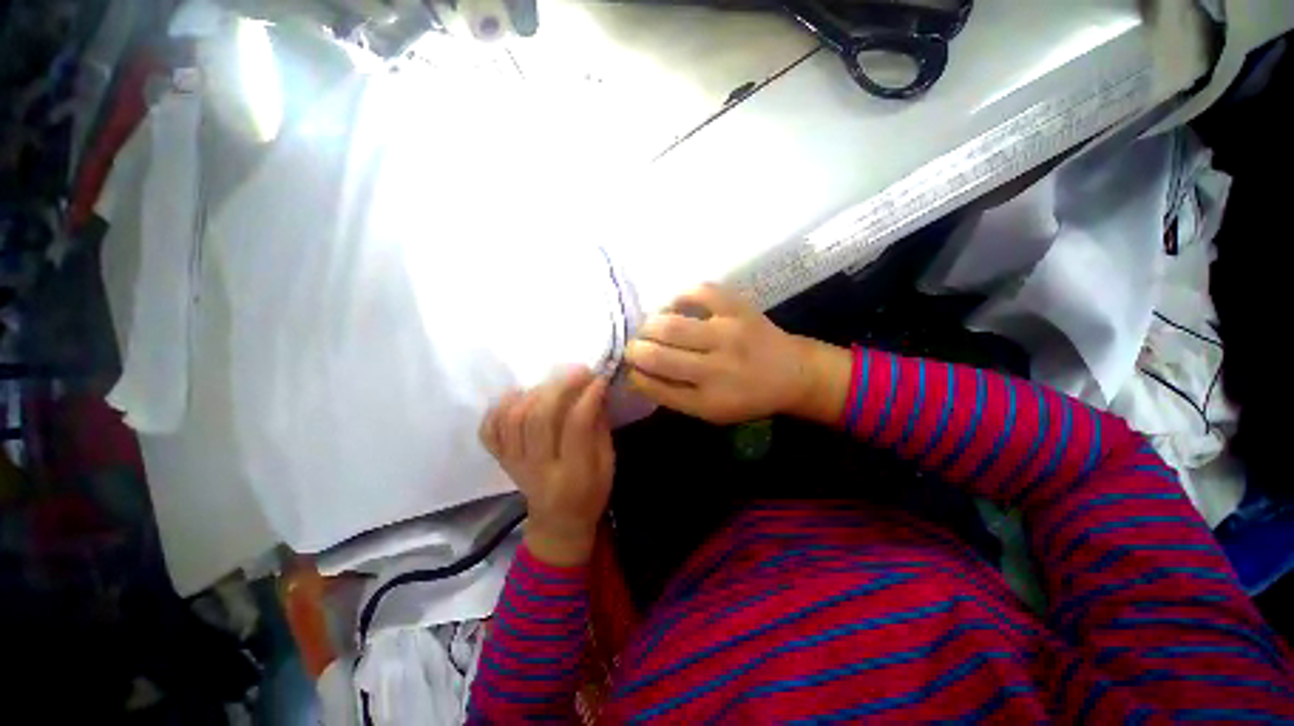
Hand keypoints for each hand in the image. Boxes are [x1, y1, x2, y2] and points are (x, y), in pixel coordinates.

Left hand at [480, 367, 614, 565]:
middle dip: (559, 387)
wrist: (558, 523)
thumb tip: (595, 390)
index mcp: (573, 475)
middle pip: (539, 419)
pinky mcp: (501, 461)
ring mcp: (515, 465)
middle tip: (577, 370)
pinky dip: (498, 408)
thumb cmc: (591, 493)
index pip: (576, 426)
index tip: (598, 378)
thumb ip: (600, 427)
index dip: (587, 397)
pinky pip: (489, 431)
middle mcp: (539, 469)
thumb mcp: (608, 464)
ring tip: (551, 381)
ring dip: (532, 392)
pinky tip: (517, 394)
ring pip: (512, 420)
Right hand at [625, 284, 848, 424]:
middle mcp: (717, 369)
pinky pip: (699, 292)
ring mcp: (728, 333)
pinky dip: (680, 296)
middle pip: (657, 355)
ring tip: (650, 327)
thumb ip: (674, 395)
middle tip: (634, 346)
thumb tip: (637, 373)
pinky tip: (675, 306)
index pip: (655, 386)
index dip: (634, 375)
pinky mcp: (738, 308)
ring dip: (649, 325)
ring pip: (671, 325)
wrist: (792, 372)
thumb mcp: (710, 411)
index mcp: (708, 400)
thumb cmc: (747, 396)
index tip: (629, 368)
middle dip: (634, 349)